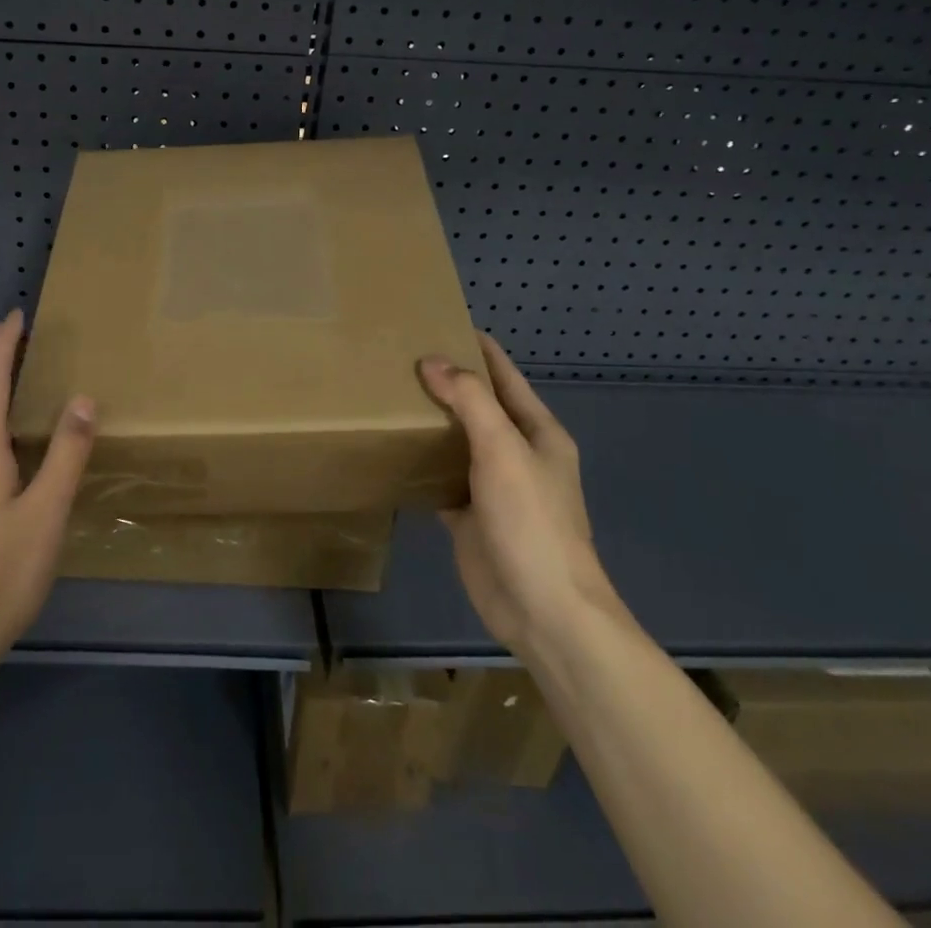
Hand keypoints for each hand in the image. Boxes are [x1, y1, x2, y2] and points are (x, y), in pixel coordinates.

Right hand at [419, 334, 620, 661]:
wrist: (543, 610)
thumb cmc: (532, 522)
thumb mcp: (504, 450)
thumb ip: (469, 401)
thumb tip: (432, 361)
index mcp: (537, 432)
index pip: (504, 375)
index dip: (476, 347)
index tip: (437, 320)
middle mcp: (516, 453)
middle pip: (477, 405)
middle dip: (444, 381)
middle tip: (396, 355)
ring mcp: (492, 486)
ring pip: (456, 441)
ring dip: (429, 421)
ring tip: (386, 393)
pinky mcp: (469, 515)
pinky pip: (440, 477)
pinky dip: (419, 462)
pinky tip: (390, 448)